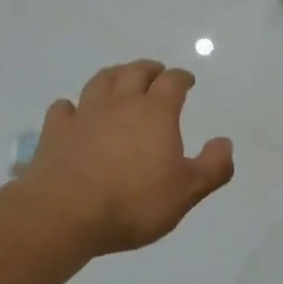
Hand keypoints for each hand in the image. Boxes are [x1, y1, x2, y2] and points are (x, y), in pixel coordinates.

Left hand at [24, 60, 233, 257]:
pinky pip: (63, 108)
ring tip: (119, 80)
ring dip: (114, 76)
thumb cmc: (133, 202)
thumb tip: (225, 143)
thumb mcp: (185, 192)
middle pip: (136, 71)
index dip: (181, 77)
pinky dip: (71, 107)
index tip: (187, 81)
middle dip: (149, 69)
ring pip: (101, 80)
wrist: (66, 213)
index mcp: (156, 112)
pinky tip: (73, 112)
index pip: (172, 81)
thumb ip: (212, 167)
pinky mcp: (56, 131)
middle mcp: (121, 102)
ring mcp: (86, 113)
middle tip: (155, 73)